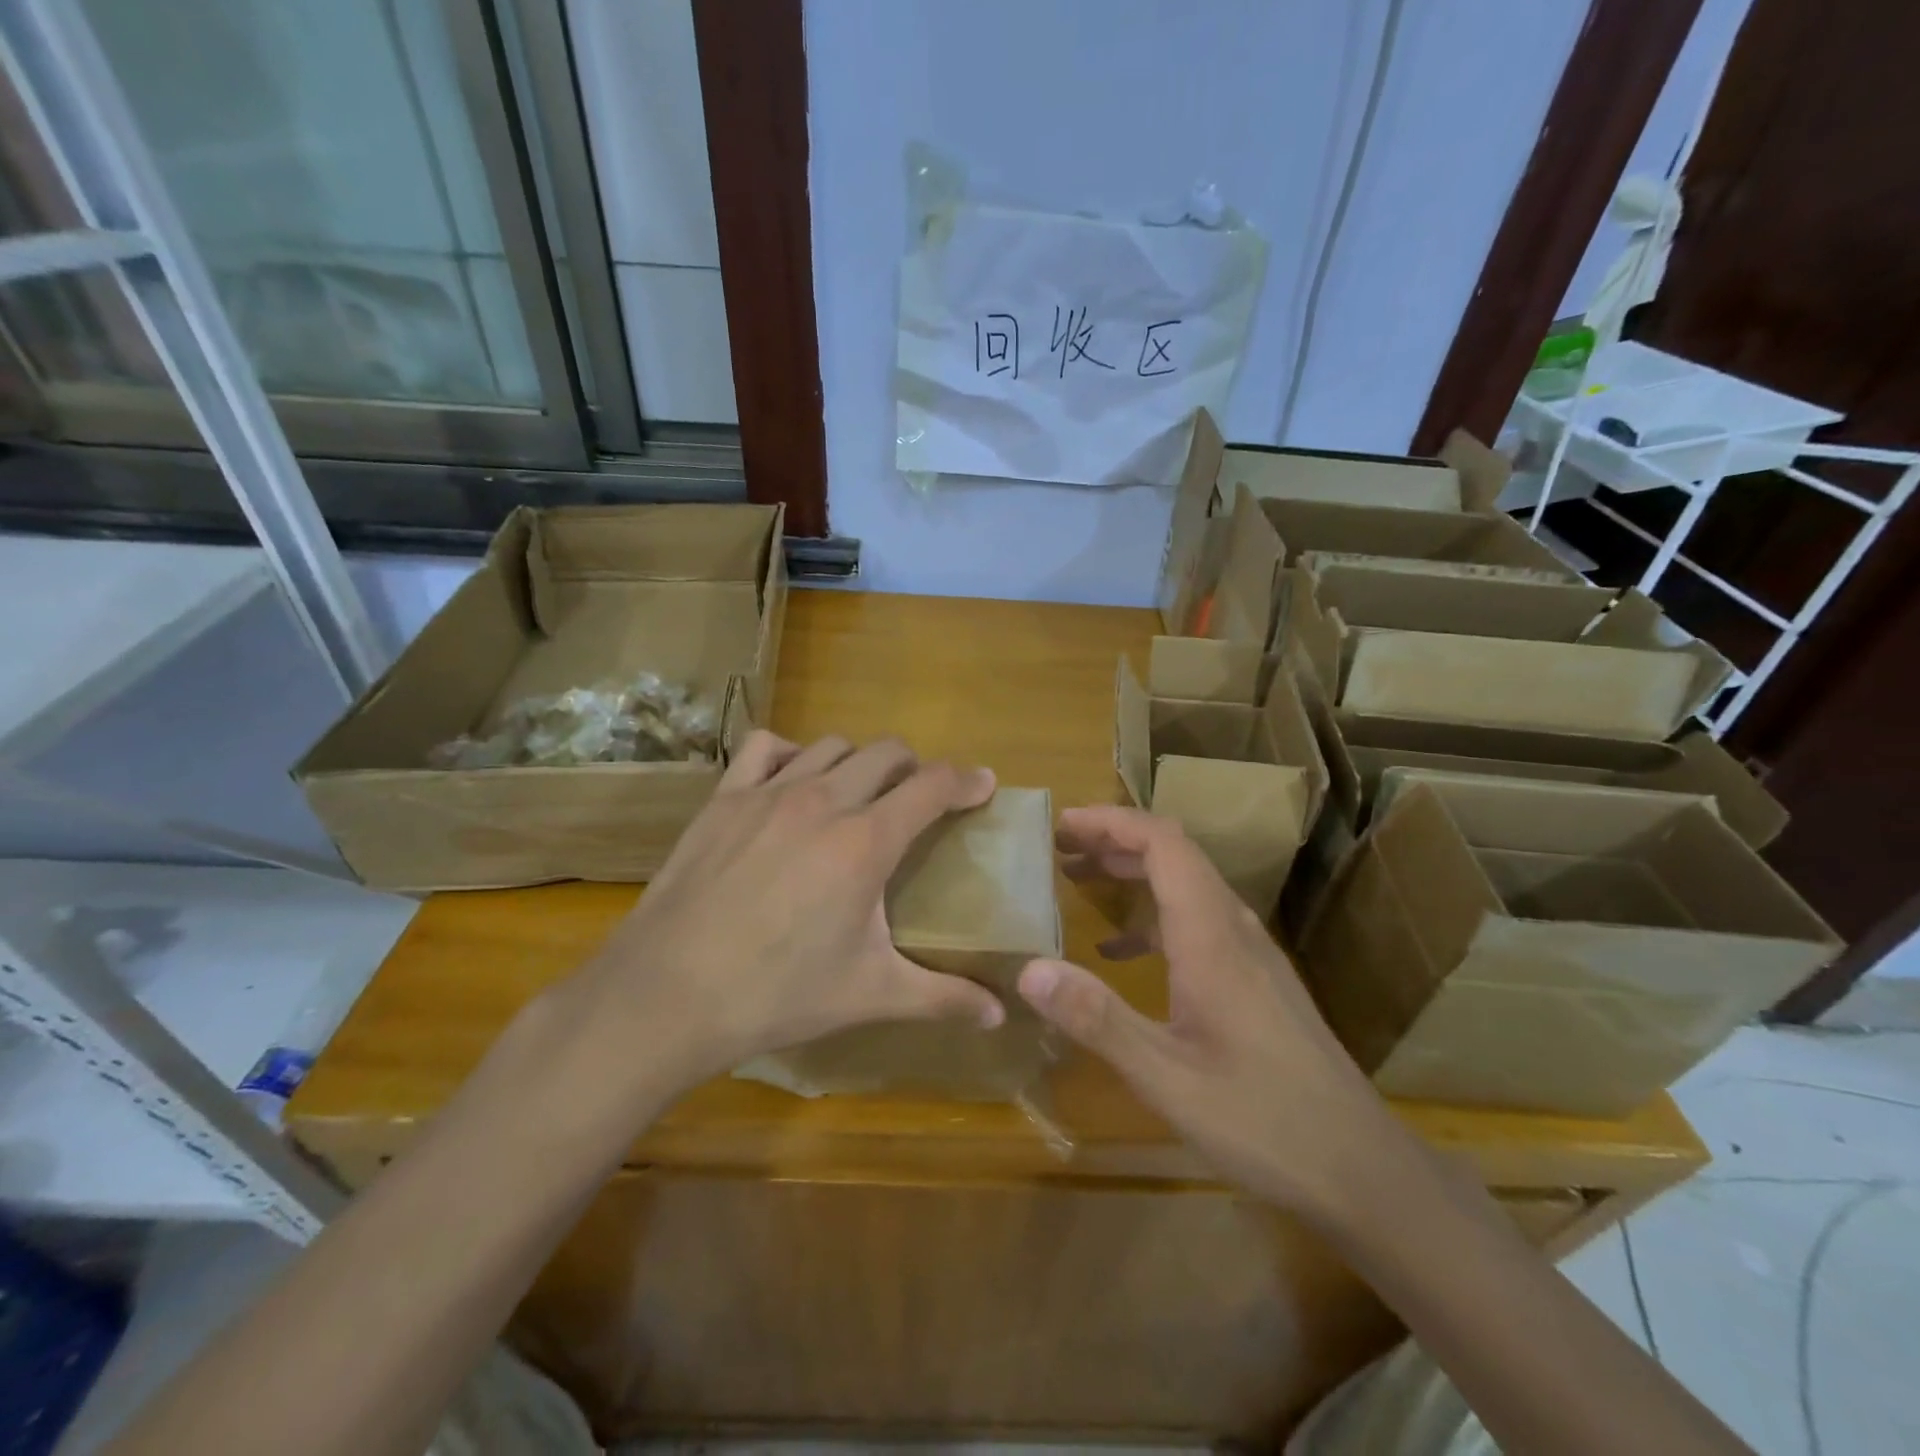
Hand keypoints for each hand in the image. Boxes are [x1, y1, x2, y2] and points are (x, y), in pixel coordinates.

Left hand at [564, 731, 1006, 1097]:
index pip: (931, 787)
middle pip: (887, 753)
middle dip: (915, 768)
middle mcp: (823, 801)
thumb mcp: (870, 995)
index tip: (984, 785)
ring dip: (858, 761)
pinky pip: (765, 747)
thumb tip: (998, 1015)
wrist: (669, 995)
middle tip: (919, 799)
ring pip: (832, 745)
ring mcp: (768, 793)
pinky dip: (791, 754)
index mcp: (866, 842)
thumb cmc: (778, 993)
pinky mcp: (724, 799)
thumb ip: (942, 997)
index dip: (966, 781)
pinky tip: (793, 782)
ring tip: (860, 793)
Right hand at [1017, 805, 1405, 1221]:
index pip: (1163, 843)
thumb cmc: (1263, 1121)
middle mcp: (1234, 929)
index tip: (1063, 822)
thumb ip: (1097, 1019)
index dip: (1112, 822)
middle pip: (1174, 855)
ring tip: (1079, 881)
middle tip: (1059, 847)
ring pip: (1186, 886)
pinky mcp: (1256, 980)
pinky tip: (1119, 954)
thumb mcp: (1166, 1078)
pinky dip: (1151, 918)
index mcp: (1212, 936)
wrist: (1363, 1169)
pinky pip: (1197, 922)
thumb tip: (1028, 969)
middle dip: (1114, 840)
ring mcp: (1250, 954)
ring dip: (1133, 873)